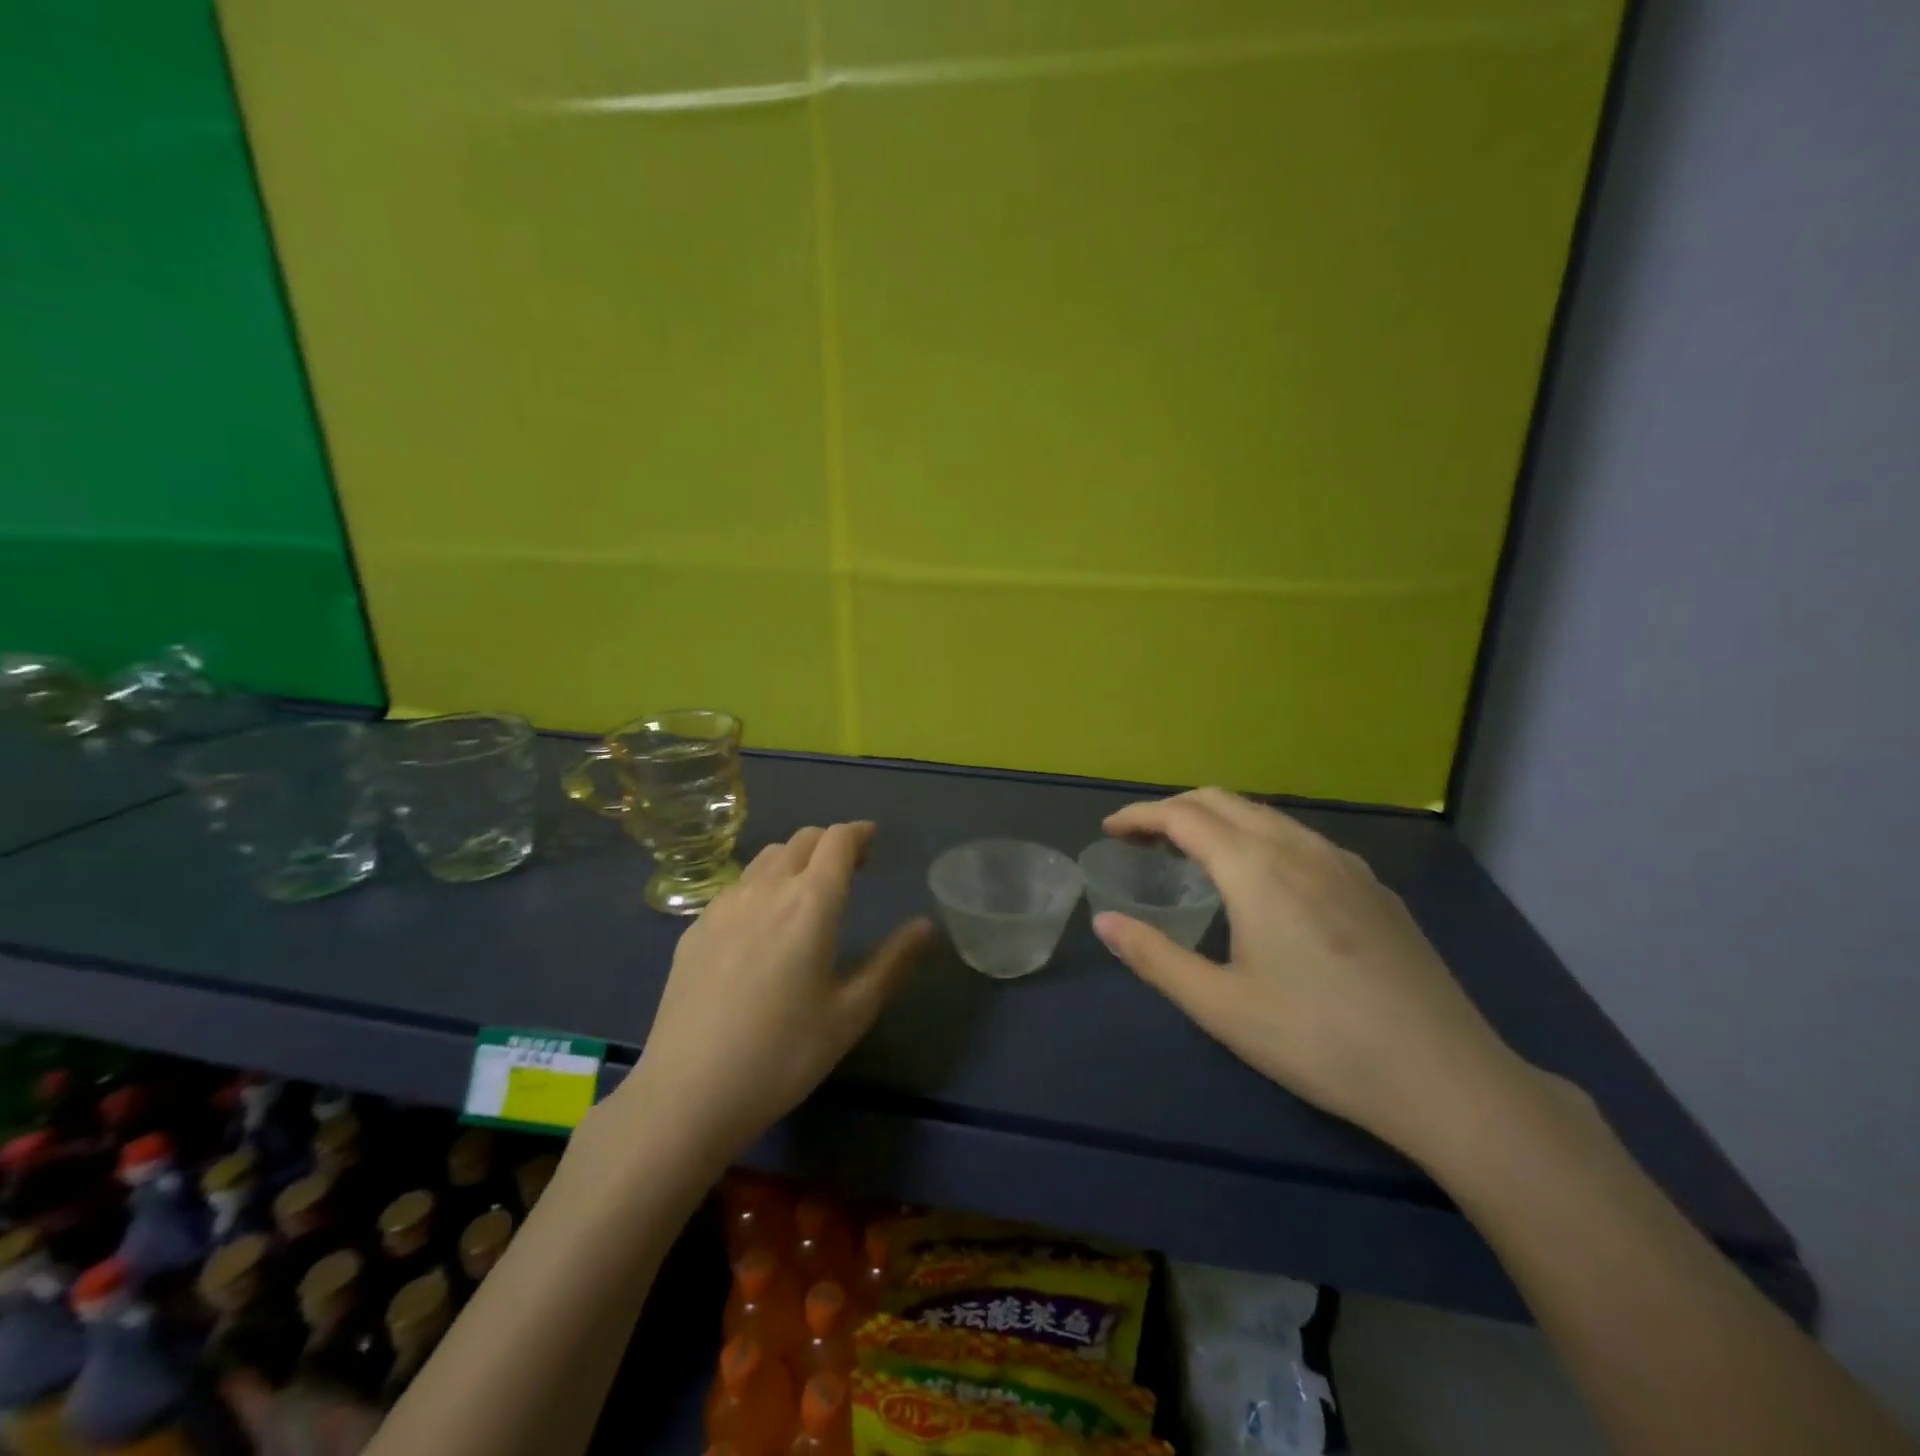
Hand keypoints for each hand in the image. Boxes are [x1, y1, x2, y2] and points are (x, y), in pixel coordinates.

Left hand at [615, 822, 932, 1166]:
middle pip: (802, 840)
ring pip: (766, 858)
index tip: (872, 841)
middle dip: (830, 843)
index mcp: (810, 904)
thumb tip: (926, 925)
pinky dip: (761, 883)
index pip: (837, 841)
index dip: (858, 833)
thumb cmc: (782, 1055)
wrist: (686, 1093)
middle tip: (849, 869)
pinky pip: (736, 886)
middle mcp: (766, 890)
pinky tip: (761, 922)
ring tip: (806, 890)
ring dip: (795, 858)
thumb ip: (892, 963)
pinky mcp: (695, 928)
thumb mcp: (851, 1014)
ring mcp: (723, 906)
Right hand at [1093, 789, 1529, 1164]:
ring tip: (1192, 854)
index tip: (1109, 830)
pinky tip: (1263, 881)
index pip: (1183, 816)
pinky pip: (1300, 838)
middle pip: (1223, 801)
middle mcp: (1299, 847)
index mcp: (1255, 868)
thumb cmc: (1318, 1040)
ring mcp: (1344, 863)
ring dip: (1218, 820)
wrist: (1446, 1076)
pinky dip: (1259, 837)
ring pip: (1266, 816)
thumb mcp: (1220, 1006)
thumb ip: (1154, 957)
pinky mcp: (1373, 886)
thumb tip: (1104, 922)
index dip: (1139, 816)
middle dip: (1174, 809)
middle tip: (1141, 839)